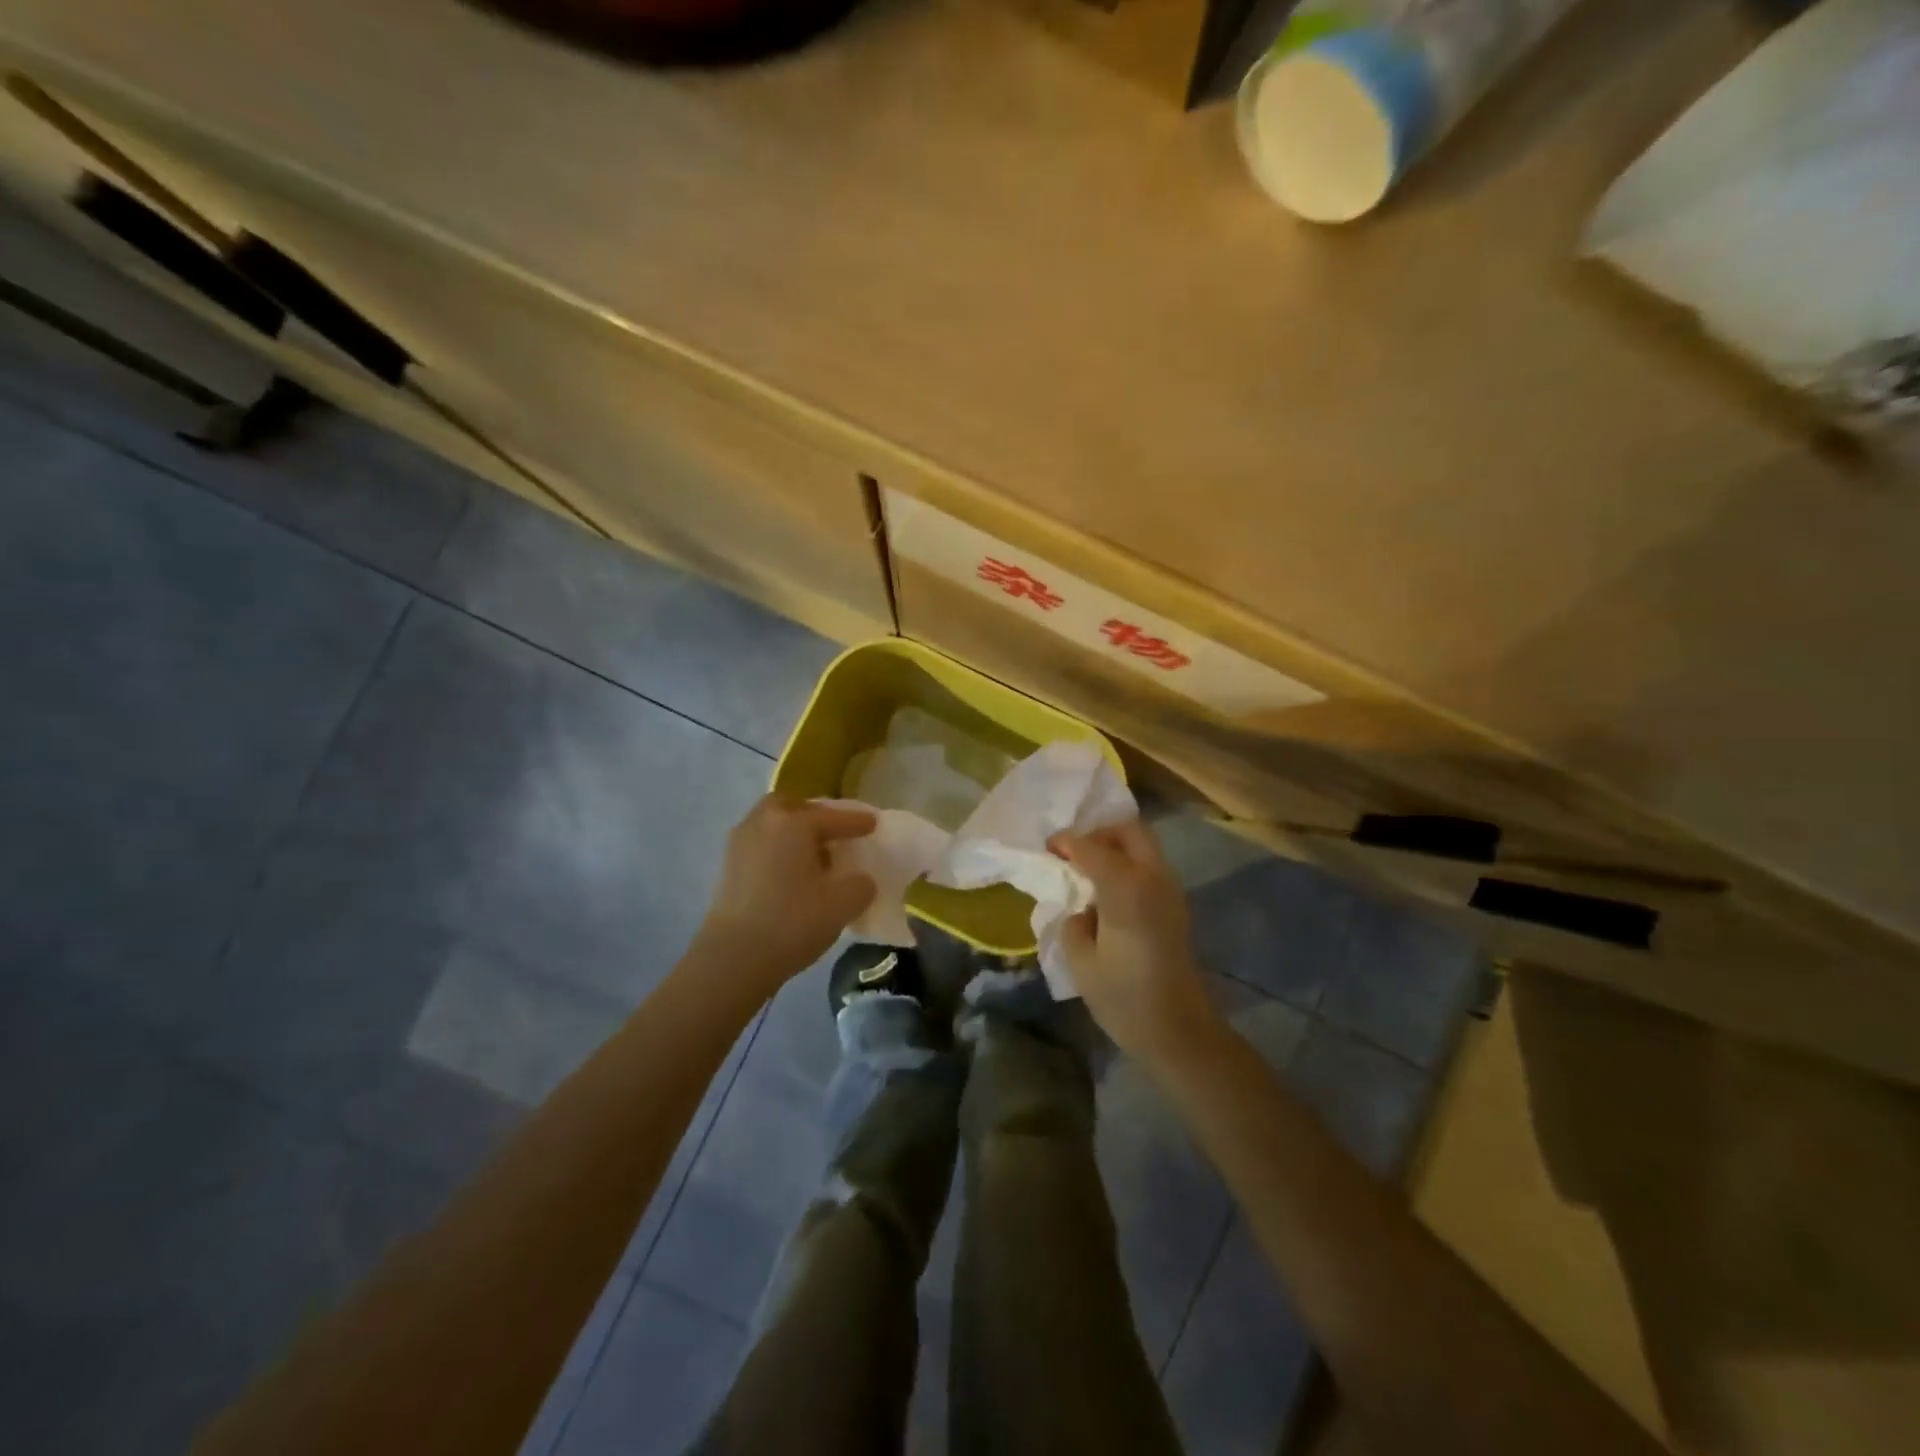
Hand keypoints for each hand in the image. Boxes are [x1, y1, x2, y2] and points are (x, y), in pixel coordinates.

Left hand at [695, 795, 877, 992]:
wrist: (733, 959)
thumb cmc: (792, 922)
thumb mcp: (843, 904)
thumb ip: (860, 884)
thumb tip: (858, 880)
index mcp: (793, 823)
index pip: (833, 816)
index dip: (857, 821)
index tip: (873, 823)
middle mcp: (763, 822)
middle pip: (792, 807)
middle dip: (814, 815)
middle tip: (833, 833)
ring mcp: (740, 844)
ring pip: (772, 824)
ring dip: (793, 833)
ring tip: (813, 856)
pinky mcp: (727, 868)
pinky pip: (760, 845)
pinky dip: (778, 850)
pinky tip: (790, 873)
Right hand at [1053, 819, 1223, 1067]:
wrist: (1181, 1032)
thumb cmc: (1126, 999)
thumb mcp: (1082, 963)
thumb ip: (1074, 924)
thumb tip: (1081, 909)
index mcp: (1127, 888)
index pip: (1092, 847)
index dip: (1067, 843)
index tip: (1047, 849)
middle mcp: (1153, 878)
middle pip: (1129, 831)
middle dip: (1099, 833)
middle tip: (1073, 852)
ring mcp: (1171, 891)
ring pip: (1144, 846)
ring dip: (1115, 847)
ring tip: (1086, 870)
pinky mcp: (1176, 906)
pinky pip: (1150, 867)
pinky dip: (1128, 865)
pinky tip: (1106, 890)